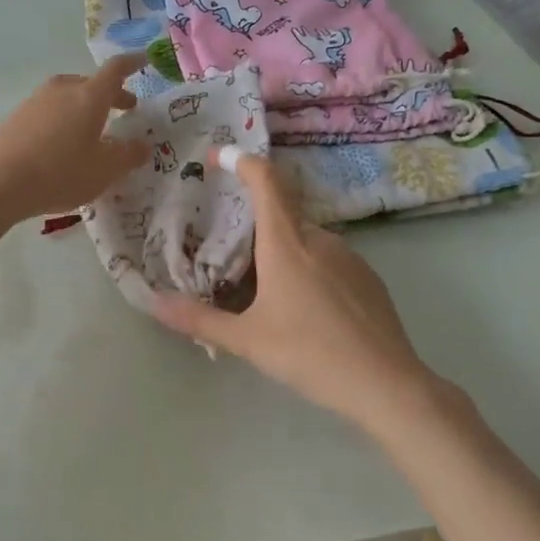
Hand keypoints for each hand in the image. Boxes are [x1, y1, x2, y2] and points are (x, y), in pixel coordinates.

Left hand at [0, 55, 147, 221]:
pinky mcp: (17, 117)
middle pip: (91, 83)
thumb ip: (128, 155)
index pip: (115, 70)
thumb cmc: (61, 173)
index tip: (144, 59)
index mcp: (89, 96)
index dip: (132, 63)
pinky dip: (63, 119)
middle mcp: (62, 90)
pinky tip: (62, 142)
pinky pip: (49, 111)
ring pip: (68, 96)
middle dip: (111, 94)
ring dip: (85, 107)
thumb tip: (144, 145)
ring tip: (93, 128)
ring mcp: (36, 101)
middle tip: (126, 108)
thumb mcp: (104, 171)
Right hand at [152, 152, 453, 433]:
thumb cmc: (309, 354)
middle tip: (229, 257)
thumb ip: (199, 319)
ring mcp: (349, 256)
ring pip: (305, 240)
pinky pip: (328, 260)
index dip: (241, 161)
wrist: (385, 384)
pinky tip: (304, 310)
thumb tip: (154, 304)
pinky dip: (307, 269)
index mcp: (287, 243)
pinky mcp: (368, 278)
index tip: (217, 156)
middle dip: (253, 226)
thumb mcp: (246, 340)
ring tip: (263, 292)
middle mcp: (320, 239)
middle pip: (281, 214)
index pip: (265, 181)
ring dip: (280, 252)